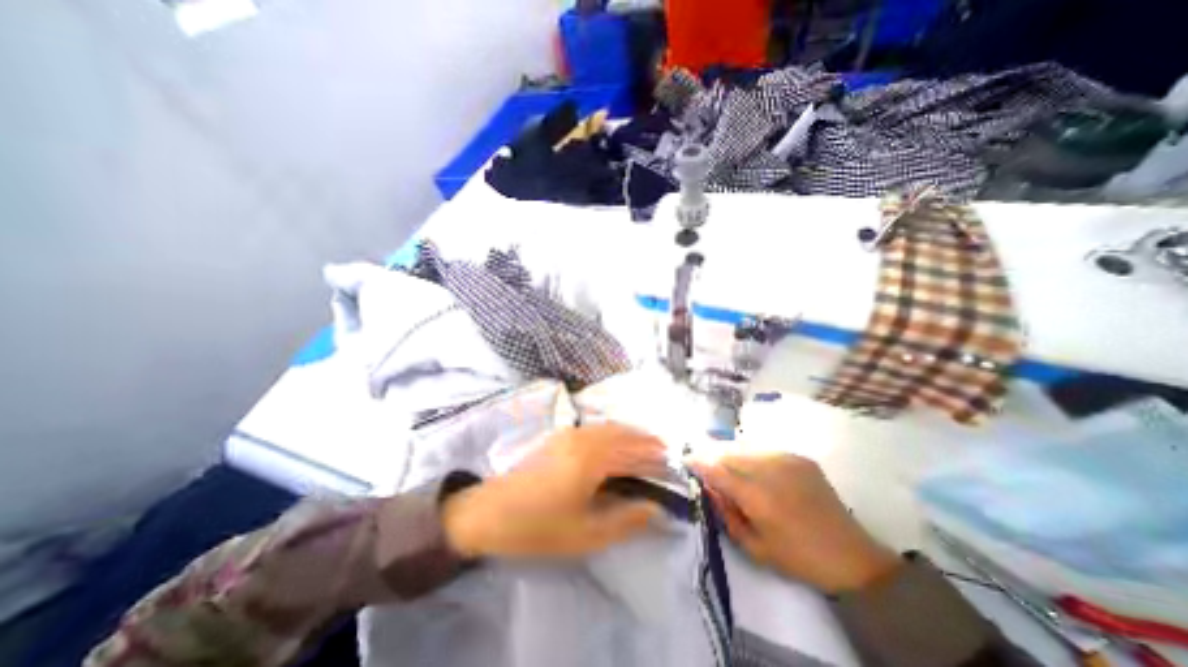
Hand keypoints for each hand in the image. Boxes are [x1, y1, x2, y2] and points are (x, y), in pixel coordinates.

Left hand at [442, 428, 665, 557]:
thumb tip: (655, 510)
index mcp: (592, 460)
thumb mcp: (585, 534)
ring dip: (628, 432)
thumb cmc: (537, 527)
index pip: (632, 453)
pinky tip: (613, 441)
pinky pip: (594, 427)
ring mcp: (569, 434)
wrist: (488, 512)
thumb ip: (625, 520)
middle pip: (622, 433)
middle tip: (663, 448)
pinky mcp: (558, 436)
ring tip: (644, 443)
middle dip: (645, 439)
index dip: (654, 456)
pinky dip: (611, 431)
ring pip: (607, 427)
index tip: (672, 460)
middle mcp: (583, 439)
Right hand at [692, 453, 895, 594]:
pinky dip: (750, 454)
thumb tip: (709, 486)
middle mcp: (770, 470)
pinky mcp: (800, 457)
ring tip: (723, 460)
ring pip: (745, 446)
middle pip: (729, 452)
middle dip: (711, 454)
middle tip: (701, 458)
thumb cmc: (798, 558)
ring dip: (729, 452)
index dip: (698, 462)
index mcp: (758, 496)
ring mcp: (787, 460)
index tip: (685, 459)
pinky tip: (751, 465)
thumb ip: (726, 513)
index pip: (717, 470)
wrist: (852, 557)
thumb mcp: (753, 547)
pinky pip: (764, 449)